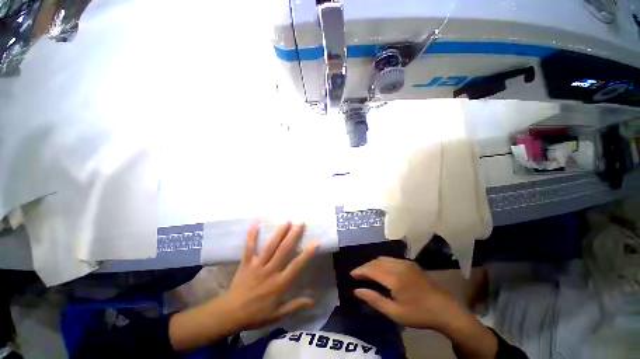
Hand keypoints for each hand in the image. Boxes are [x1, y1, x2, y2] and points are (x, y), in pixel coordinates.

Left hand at [227, 221, 317, 328]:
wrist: (230, 314)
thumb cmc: (256, 314)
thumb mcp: (278, 314)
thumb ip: (295, 306)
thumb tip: (313, 300)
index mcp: (279, 283)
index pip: (296, 266)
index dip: (306, 254)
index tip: (315, 242)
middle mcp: (270, 271)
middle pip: (283, 250)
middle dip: (293, 235)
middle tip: (300, 223)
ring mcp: (257, 265)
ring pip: (270, 246)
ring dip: (279, 233)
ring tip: (287, 221)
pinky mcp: (246, 262)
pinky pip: (249, 247)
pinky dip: (252, 235)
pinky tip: (255, 223)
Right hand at [351, 257, 497, 358]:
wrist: (445, 309)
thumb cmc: (418, 314)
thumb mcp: (395, 313)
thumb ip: (374, 300)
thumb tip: (357, 291)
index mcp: (394, 277)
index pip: (370, 269)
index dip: (359, 271)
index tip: (351, 275)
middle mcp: (398, 265)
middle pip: (375, 262)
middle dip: (364, 267)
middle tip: (357, 275)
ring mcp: (405, 262)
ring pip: (382, 258)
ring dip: (373, 264)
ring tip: (367, 273)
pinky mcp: (410, 263)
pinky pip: (391, 259)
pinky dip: (382, 262)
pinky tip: (382, 271)